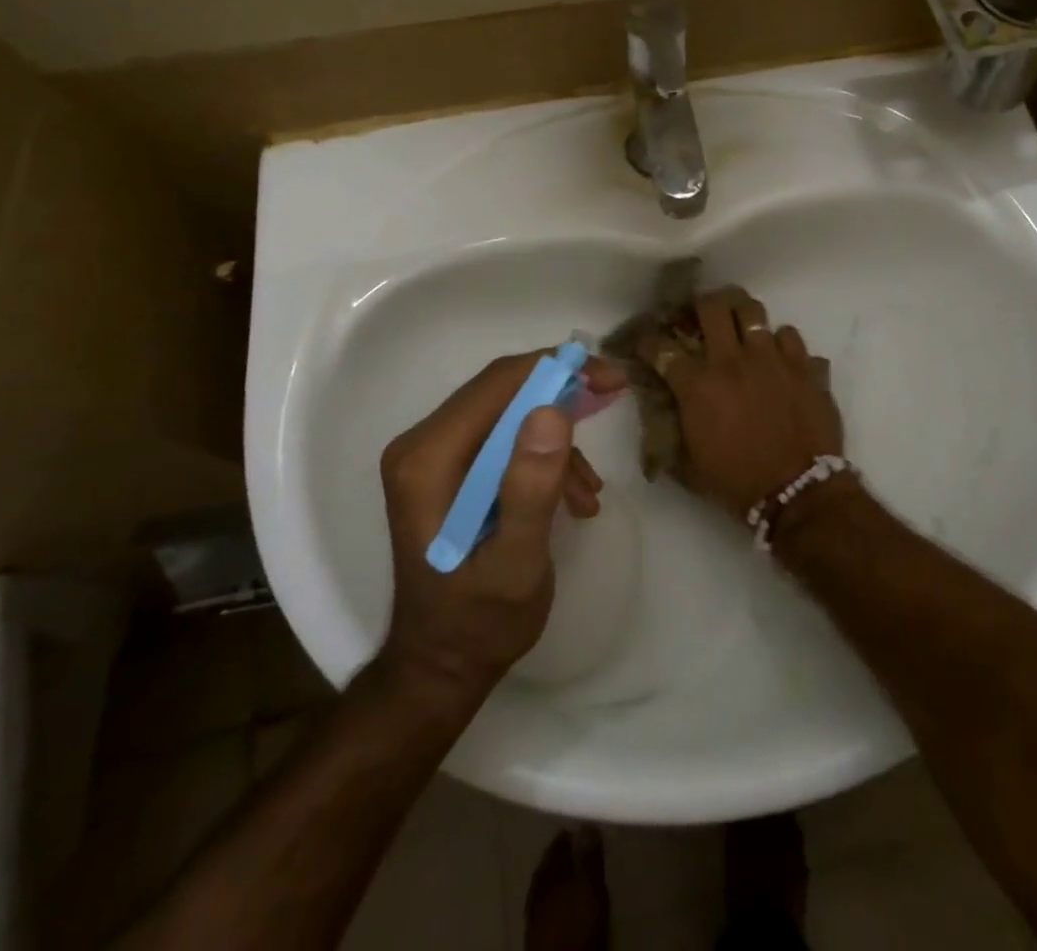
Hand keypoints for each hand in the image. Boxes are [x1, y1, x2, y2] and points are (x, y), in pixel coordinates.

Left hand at [371, 350, 622, 700]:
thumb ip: (530, 488)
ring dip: (558, 438)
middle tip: (614, 399)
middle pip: (503, 390)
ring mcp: (433, 457)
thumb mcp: (516, 563)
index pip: (498, 384)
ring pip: (509, 412)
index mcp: (427, 459)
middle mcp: (422, 445)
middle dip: (563, 394)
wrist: (443, 666)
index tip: (611, 379)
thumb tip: (553, 411)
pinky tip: (573, 498)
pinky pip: (505, 439)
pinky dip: (545, 457)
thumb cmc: (479, 622)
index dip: (558, 370)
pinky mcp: (449, 470)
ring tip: (589, 492)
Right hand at [644, 287, 843, 518]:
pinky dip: (781, 343)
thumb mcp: (688, 464)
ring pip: (754, 311)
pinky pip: (791, 336)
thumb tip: (662, 411)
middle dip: (700, 305)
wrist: (798, 494)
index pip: (661, 347)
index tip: (647, 343)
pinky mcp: (805, 366)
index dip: (648, 341)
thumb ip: (671, 430)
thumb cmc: (737, 483)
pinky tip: (779, 357)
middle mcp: (733, 360)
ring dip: (742, 314)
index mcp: (698, 384)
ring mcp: (773, 358)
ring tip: (740, 324)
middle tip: (701, 316)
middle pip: (712, 306)